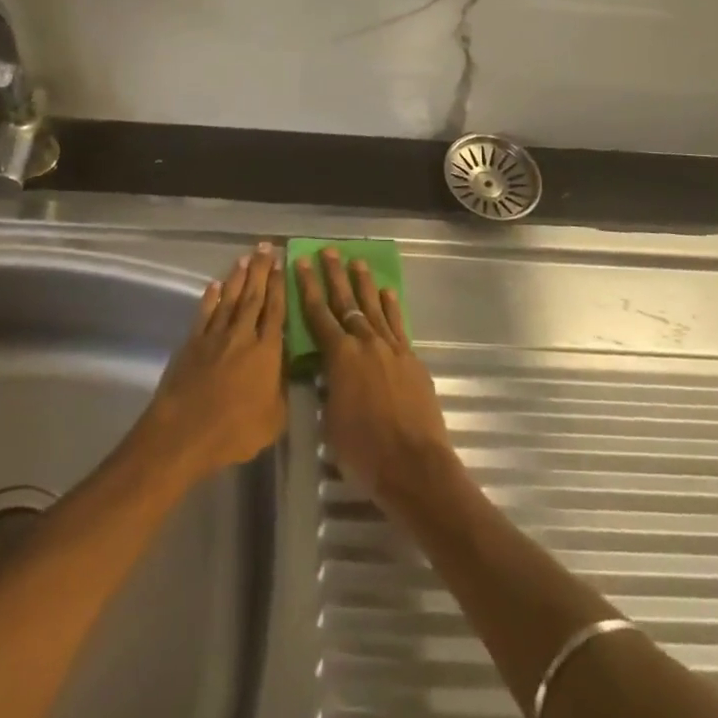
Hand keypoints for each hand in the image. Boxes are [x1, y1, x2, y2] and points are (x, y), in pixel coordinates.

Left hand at [135, 244, 286, 483]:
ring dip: (237, 278)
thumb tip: (284, 371)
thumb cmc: (234, 431)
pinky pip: (204, 314)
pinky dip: (210, 298)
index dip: (279, 286)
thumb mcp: (274, 420)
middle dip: (261, 271)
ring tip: (245, 258)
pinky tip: (214, 285)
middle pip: (253, 297)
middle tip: (265, 247)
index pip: (276, 311)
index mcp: (266, 352)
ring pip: (229, 300)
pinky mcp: (192, 343)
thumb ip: (281, 390)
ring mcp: (214, 337)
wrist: (184, 432)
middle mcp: (242, 335)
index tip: (281, 263)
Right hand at [294, 247, 458, 515]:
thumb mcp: (331, 421)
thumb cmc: (364, 452)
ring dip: (364, 284)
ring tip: (357, 262)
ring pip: (374, 308)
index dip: (308, 288)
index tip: (302, 263)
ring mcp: (392, 349)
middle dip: (335, 275)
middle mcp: (365, 343)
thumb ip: (330, 389)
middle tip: (329, 251)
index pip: (318, 315)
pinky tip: (387, 294)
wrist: (415, 466)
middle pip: (347, 302)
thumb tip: (329, 374)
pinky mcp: (412, 360)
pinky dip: (391, 307)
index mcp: (340, 357)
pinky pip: (398, 325)